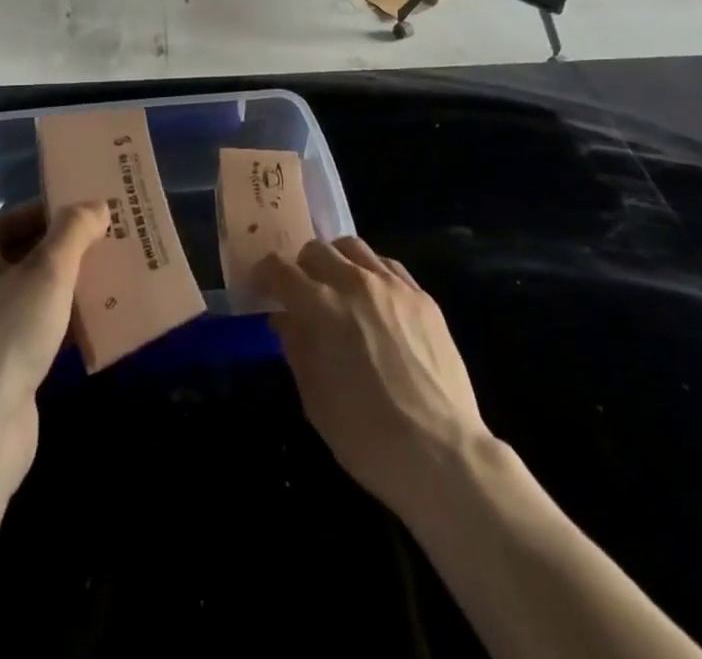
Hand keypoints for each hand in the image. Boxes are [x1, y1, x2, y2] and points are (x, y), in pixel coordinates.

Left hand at [0, 200, 107, 489]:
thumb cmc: (7, 334)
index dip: (62, 209)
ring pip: (39, 291)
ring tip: (120, 274)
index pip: (23, 215)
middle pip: (32, 252)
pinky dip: (68, 320)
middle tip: (118, 239)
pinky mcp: (2, 361)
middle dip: (73, 248)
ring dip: (74, 285)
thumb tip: (97, 205)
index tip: (102, 209)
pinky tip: (104, 319)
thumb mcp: (48, 271)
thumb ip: (74, 230)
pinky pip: (41, 326)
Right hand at [255, 236, 491, 518]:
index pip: (281, 269)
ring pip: (354, 247)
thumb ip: (295, 347)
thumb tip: (285, 319)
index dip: (265, 275)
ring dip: (336, 261)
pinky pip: (388, 266)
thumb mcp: (314, 397)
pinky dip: (371, 272)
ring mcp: (393, 286)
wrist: (440, 453)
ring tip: (337, 287)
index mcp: (321, 306)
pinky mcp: (423, 297)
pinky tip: (374, 298)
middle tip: (301, 293)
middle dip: (301, 267)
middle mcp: (355, 282)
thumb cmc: (366, 434)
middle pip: (317, 250)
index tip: (261, 288)